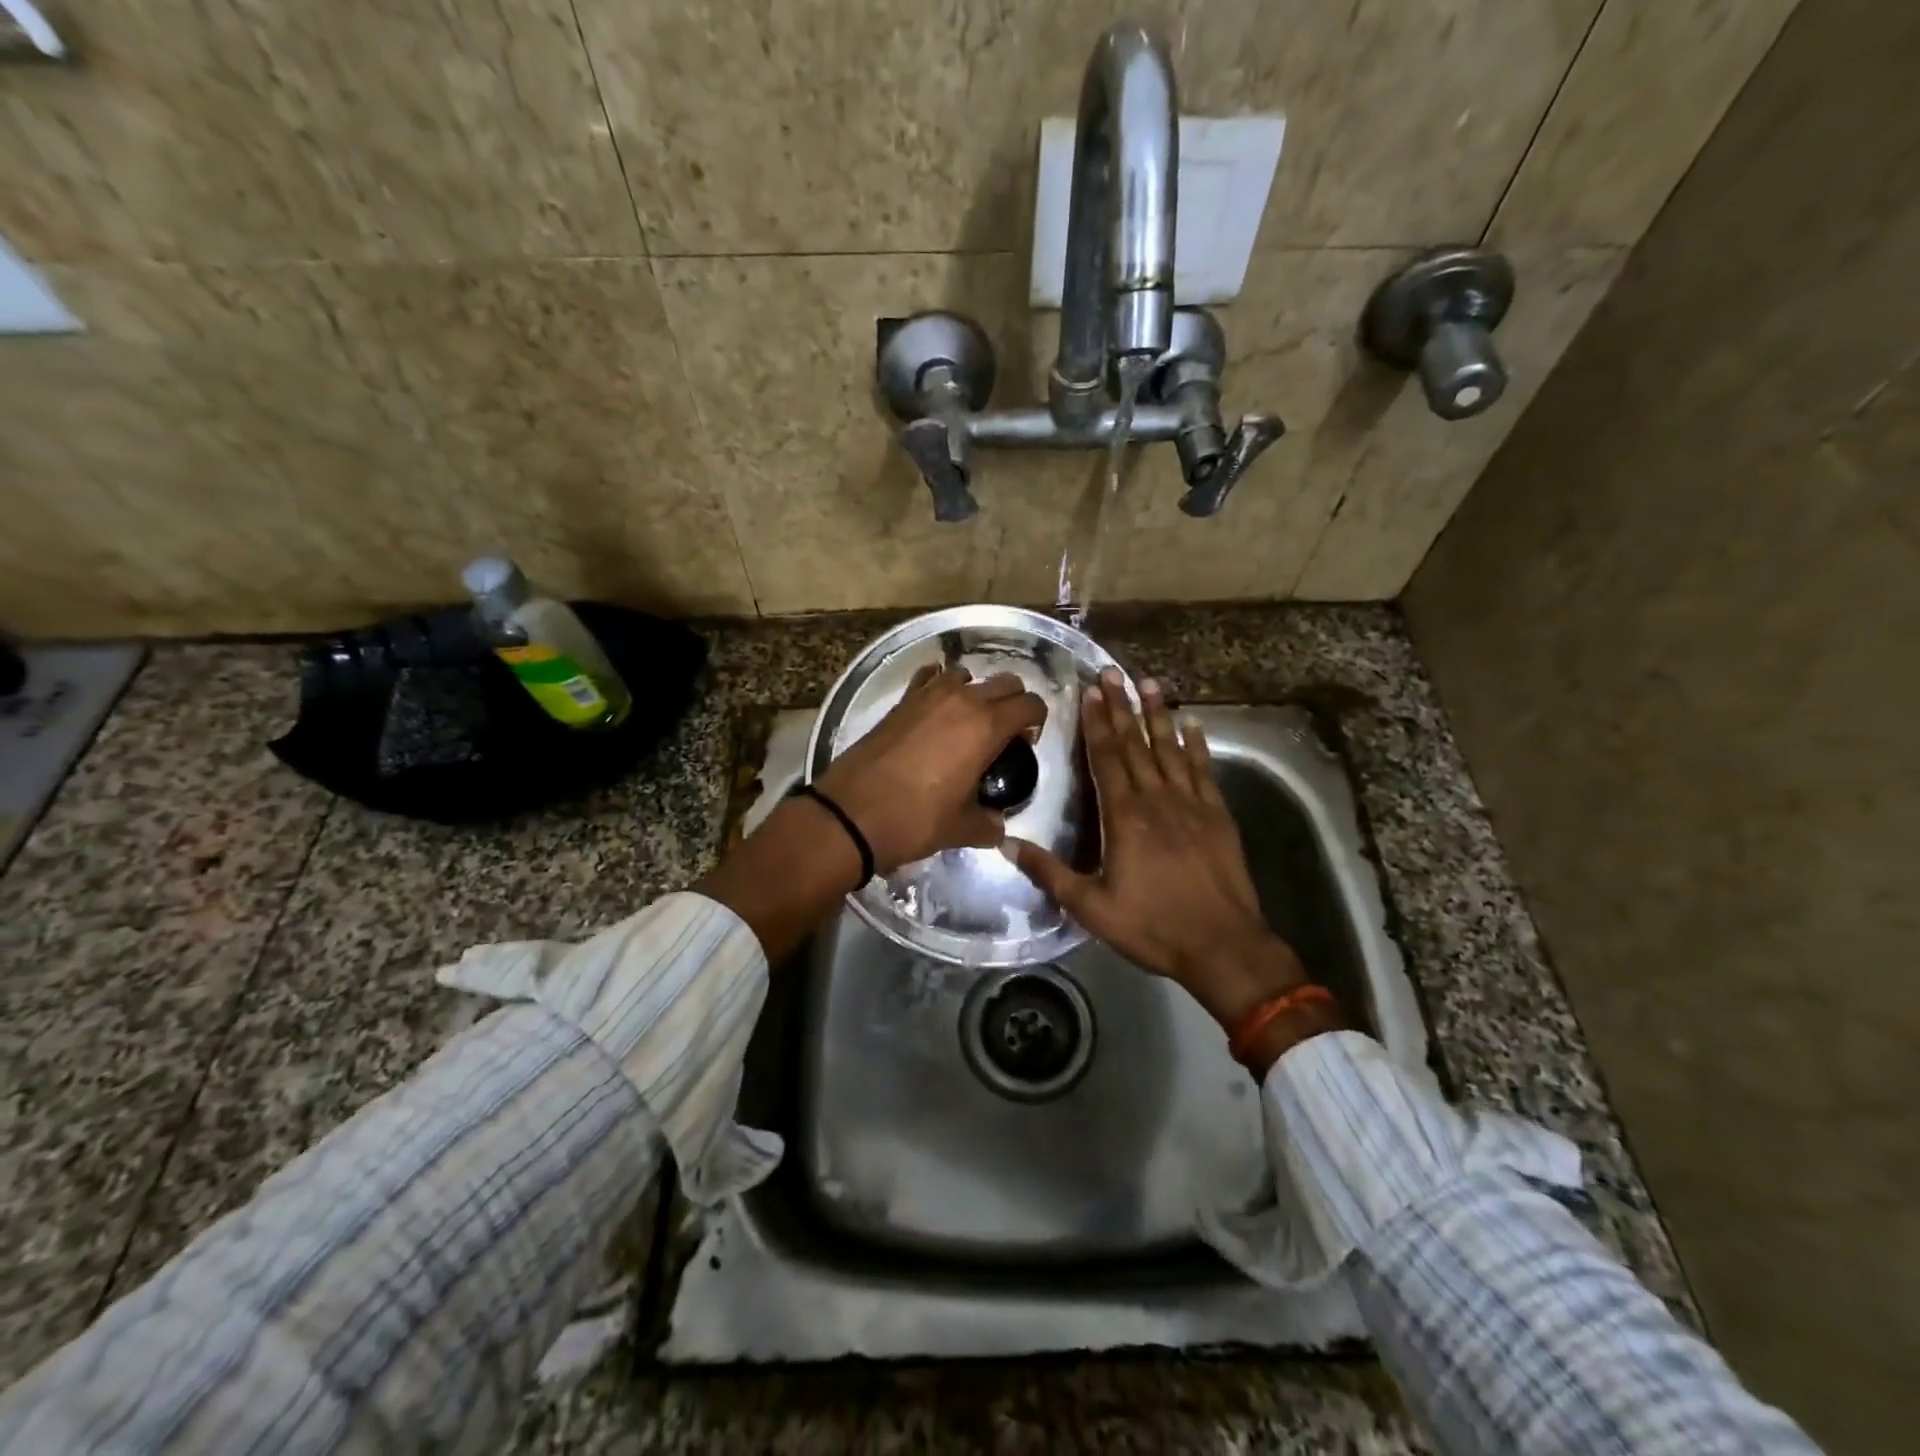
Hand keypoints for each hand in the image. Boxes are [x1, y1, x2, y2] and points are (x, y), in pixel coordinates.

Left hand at [817, 664, 1047, 873]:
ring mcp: (928, 696)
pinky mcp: (901, 701)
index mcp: (987, 727)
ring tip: (966, 722)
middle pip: (1005, 683)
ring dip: (975, 692)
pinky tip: (934, 709)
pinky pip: (929, 677)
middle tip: (1003, 735)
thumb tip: (997, 826)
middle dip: (1012, 703)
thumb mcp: (961, 829)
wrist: (852, 814)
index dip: (1036, 721)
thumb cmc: (915, 820)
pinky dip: (938, 685)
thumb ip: (988, 824)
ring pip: (966, 675)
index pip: (1030, 704)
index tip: (1026, 743)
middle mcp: (962, 700)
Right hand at [1007, 672, 1309, 1031]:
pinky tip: (1192, 725)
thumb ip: (1050, 873)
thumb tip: (1007, 843)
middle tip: (1113, 672)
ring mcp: (1192, 804)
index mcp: (1125, 816)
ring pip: (1171, 748)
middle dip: (1122, 706)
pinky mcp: (1218, 815)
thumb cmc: (1153, 926)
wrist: (1224, 946)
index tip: (1090, 692)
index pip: (1107, 757)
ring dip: (1158, 714)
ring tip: (1149, 682)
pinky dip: (1196, 745)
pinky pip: (1203, 770)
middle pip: (1136, 743)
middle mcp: (1157, 799)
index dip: (1097, 723)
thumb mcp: (1091, 907)